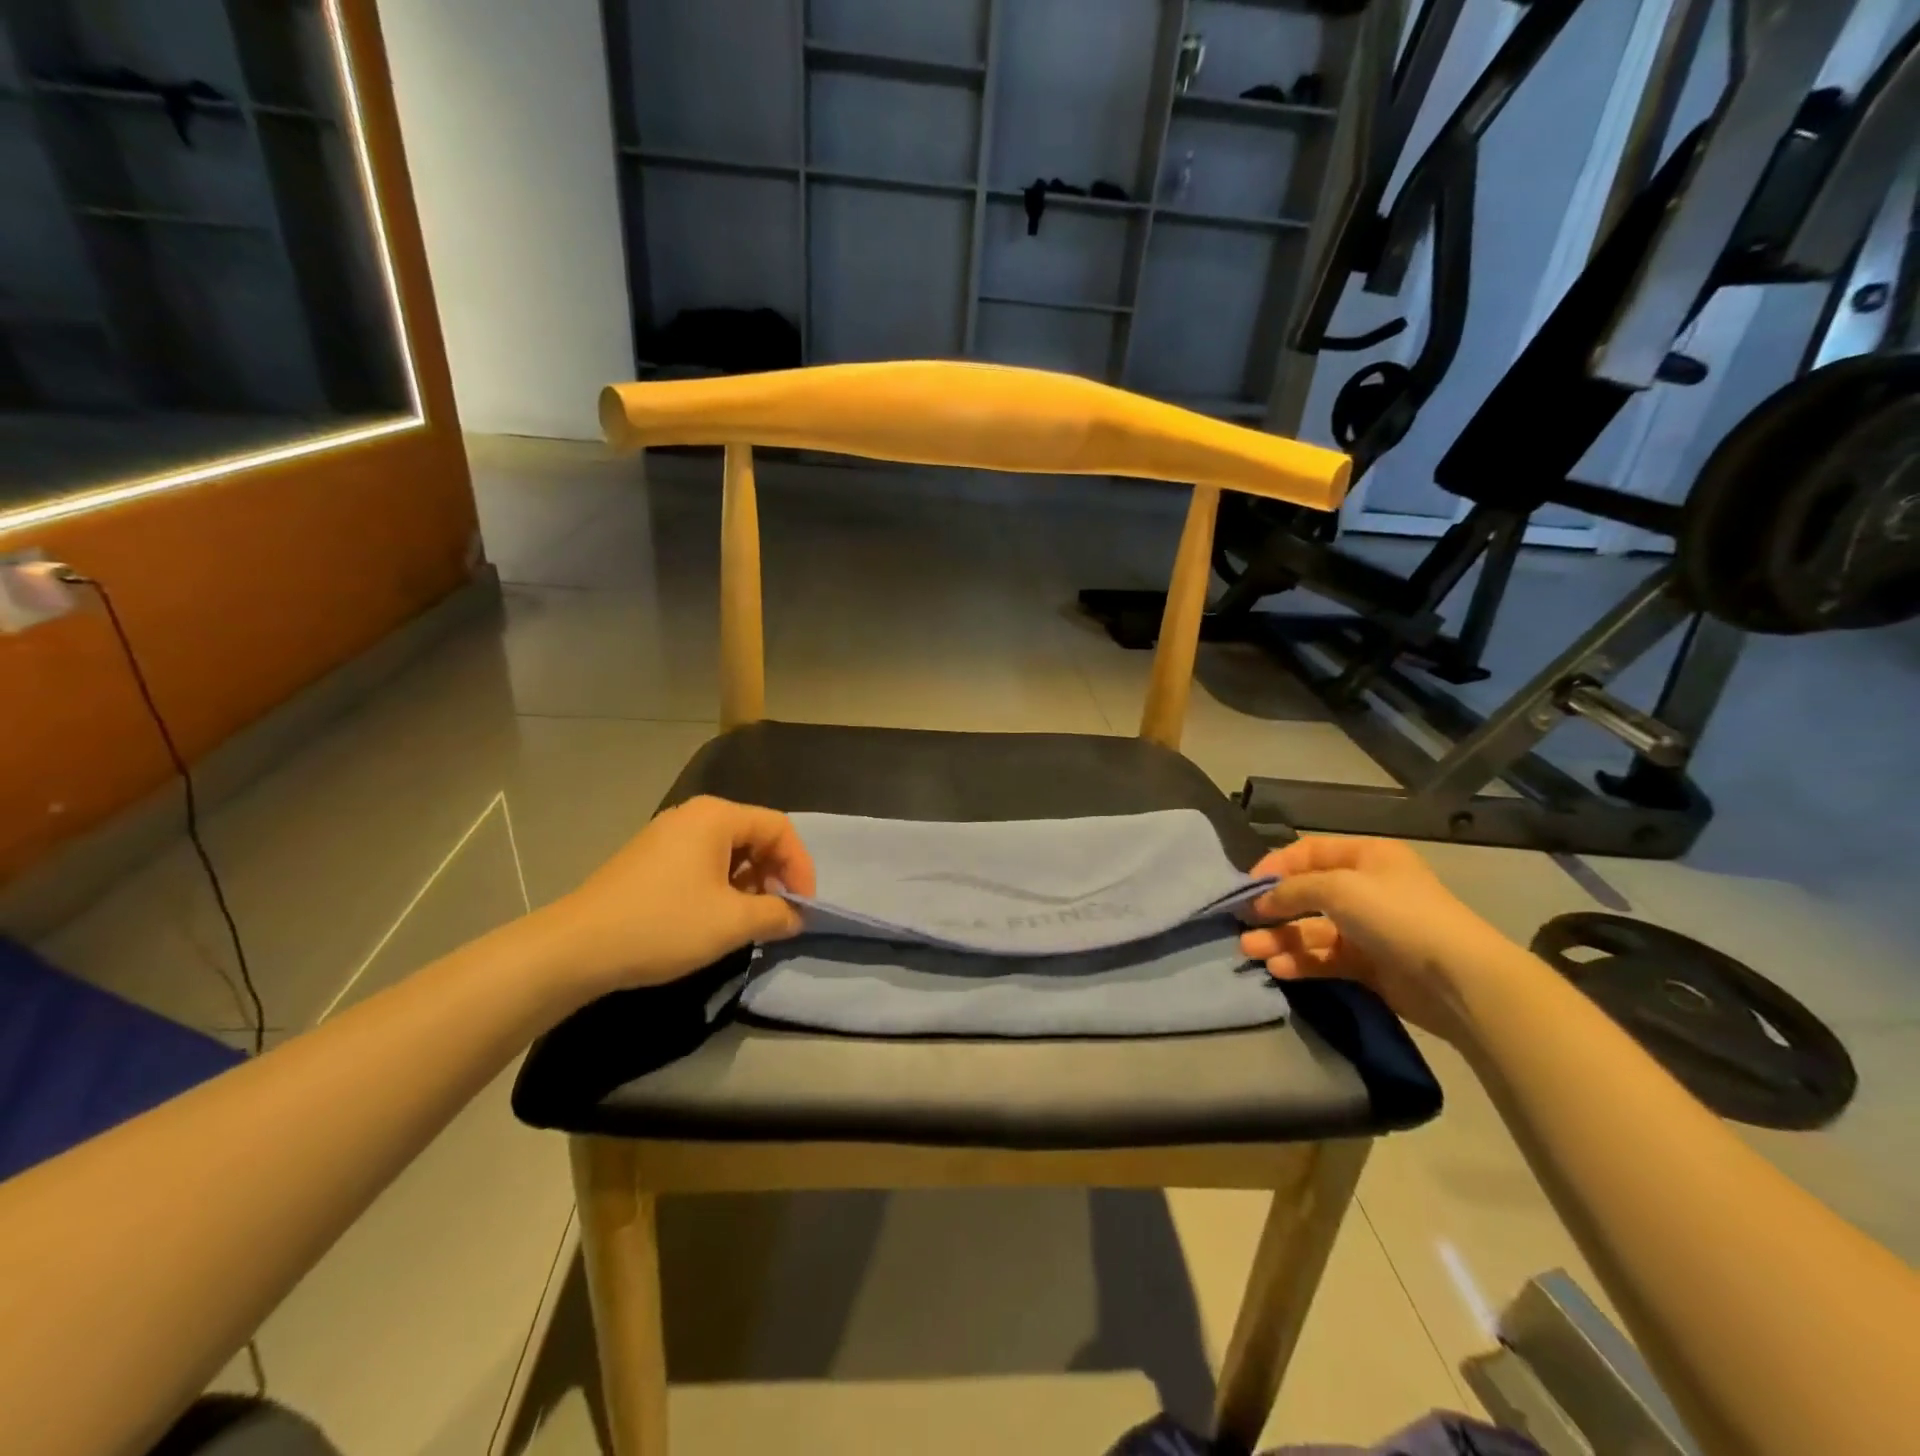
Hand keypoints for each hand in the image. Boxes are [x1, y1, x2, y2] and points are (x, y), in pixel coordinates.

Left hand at [539, 796, 816, 997]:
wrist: (576, 948)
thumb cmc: (663, 925)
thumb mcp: (731, 922)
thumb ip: (776, 914)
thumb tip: (798, 916)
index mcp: (717, 816)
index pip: (780, 828)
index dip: (800, 867)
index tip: (803, 906)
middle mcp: (694, 815)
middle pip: (755, 835)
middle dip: (775, 874)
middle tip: (779, 913)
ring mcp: (668, 834)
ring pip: (730, 850)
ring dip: (750, 882)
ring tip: (750, 919)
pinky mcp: (651, 857)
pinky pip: (703, 860)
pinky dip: (723, 884)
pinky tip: (717, 916)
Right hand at [1239, 836, 1508, 1038]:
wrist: (1458, 979)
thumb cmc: (1396, 915)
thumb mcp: (1338, 887)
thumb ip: (1293, 889)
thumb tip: (1261, 899)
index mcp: (1366, 856)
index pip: (1308, 852)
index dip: (1275, 866)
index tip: (1247, 888)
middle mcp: (1366, 888)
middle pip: (1307, 894)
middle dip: (1273, 908)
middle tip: (1242, 923)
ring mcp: (1368, 928)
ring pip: (1312, 929)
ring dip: (1280, 938)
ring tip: (1250, 951)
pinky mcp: (1369, 965)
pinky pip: (1325, 958)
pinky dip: (1301, 962)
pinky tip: (1279, 968)